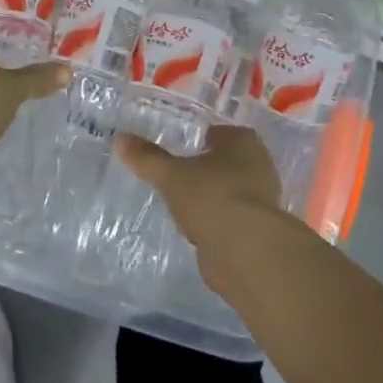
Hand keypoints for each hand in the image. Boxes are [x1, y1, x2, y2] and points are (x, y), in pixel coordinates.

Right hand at [116, 124, 286, 274]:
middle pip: (229, 161)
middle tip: (180, 173)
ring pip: (231, 190)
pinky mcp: (258, 229)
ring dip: (213, 195)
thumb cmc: (211, 196)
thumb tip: (120, 138)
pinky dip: (217, 219)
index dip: (202, 138)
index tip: (182, 146)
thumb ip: (147, 158)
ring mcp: (262, 199)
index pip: (222, 133)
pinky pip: (232, 216)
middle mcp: (260, 165)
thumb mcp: (171, 175)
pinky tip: (198, 227)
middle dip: (208, 167)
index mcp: (245, 142)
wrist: (245, 249)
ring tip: (184, 201)